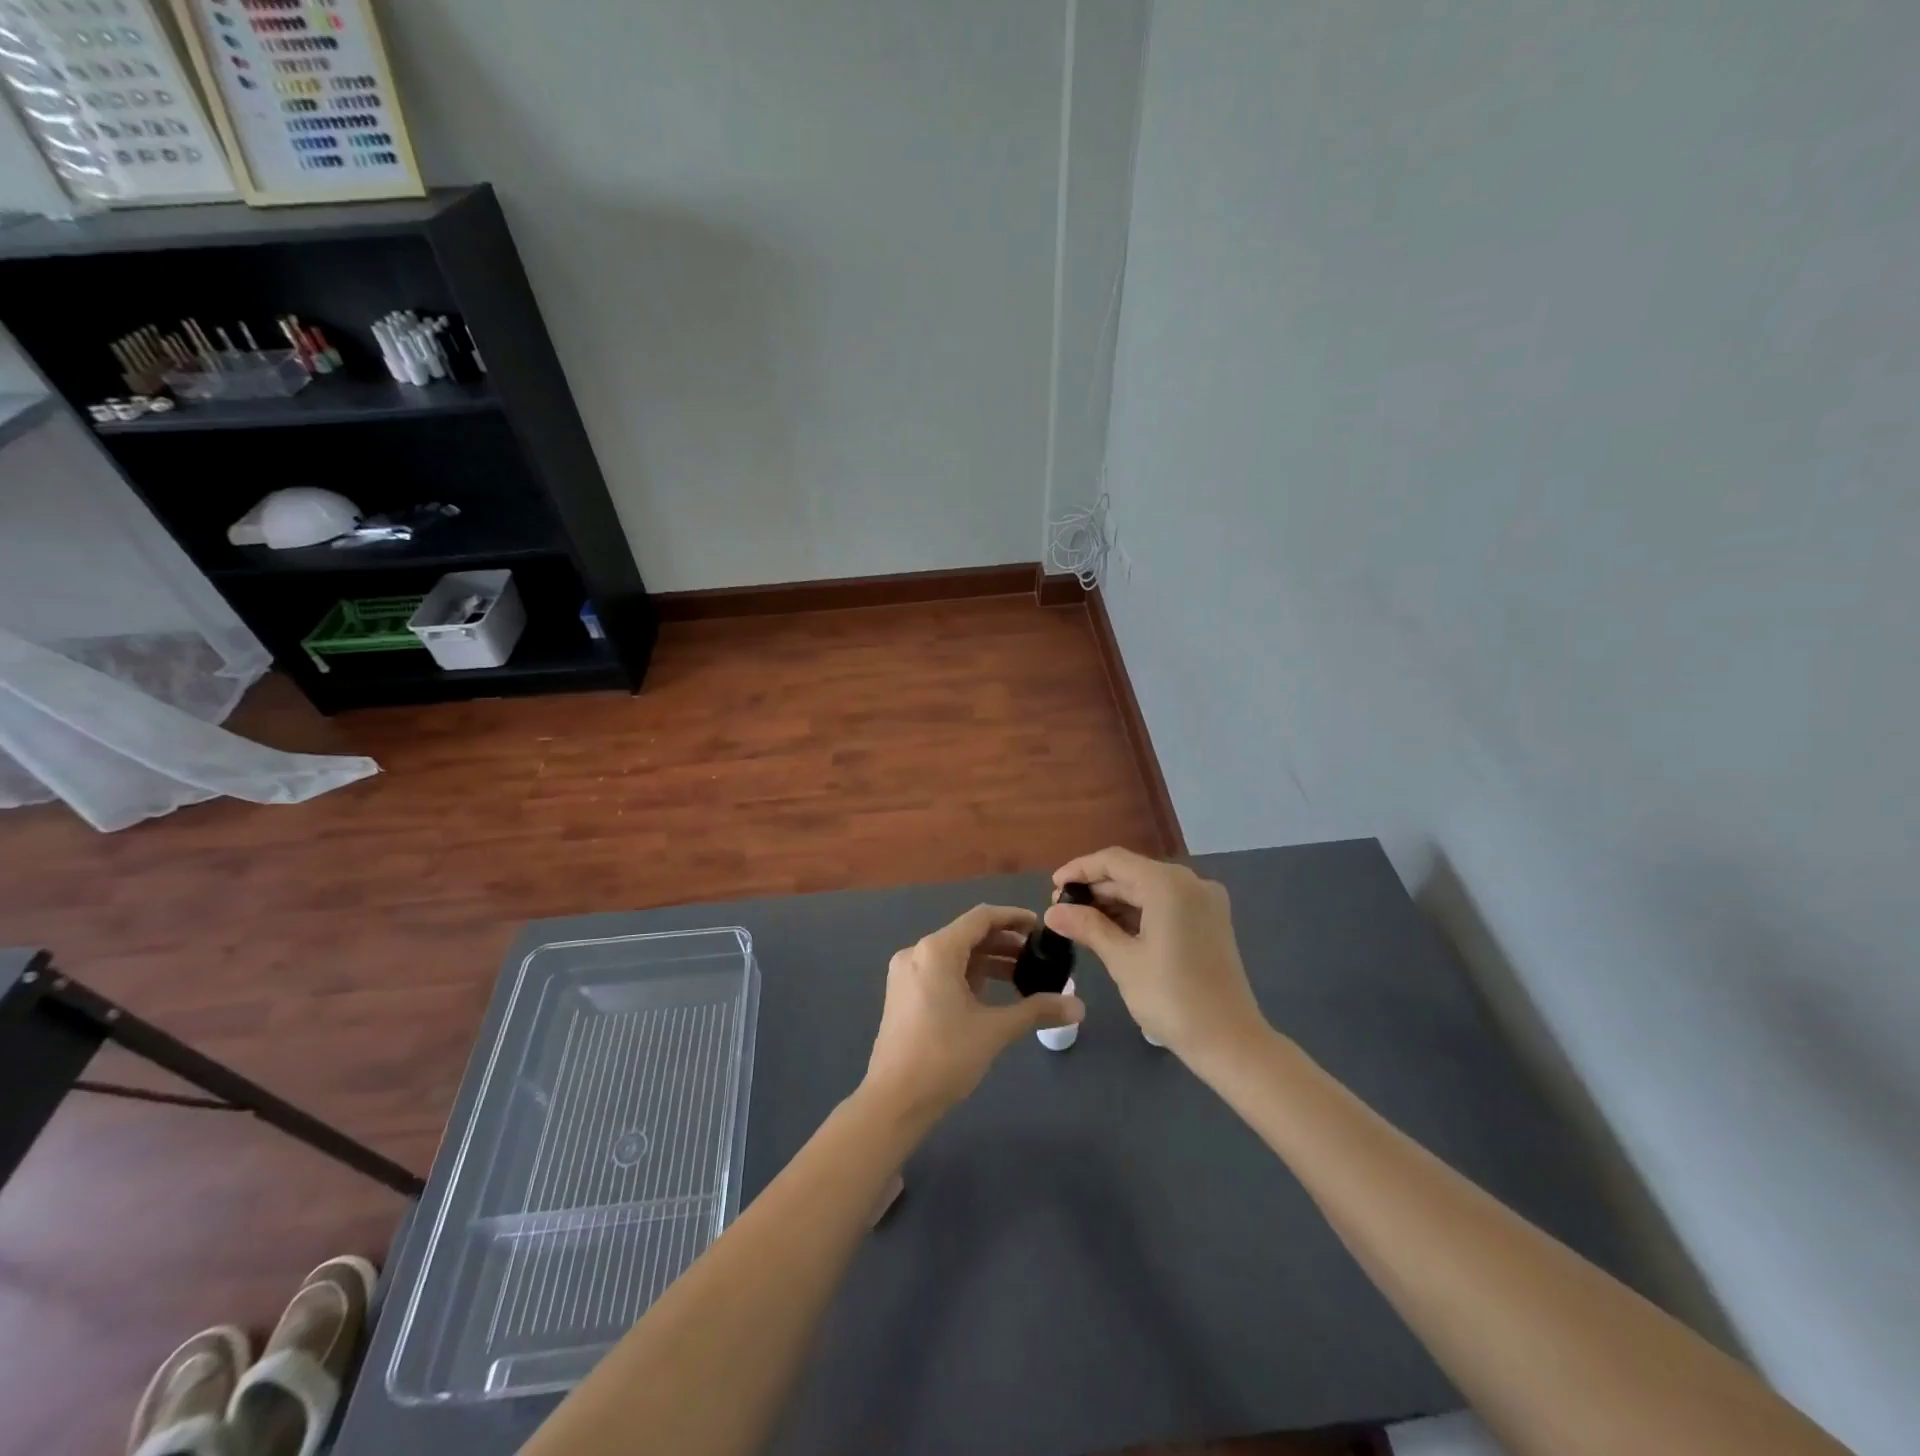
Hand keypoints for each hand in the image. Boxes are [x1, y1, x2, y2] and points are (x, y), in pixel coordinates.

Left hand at [864, 904, 1085, 1123]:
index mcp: (937, 950)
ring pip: (954, 955)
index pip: (981, 918)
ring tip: (1022, 976)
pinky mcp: (903, 994)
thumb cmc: (945, 1057)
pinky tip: (991, 994)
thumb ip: (1036, 1011)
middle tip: (1037, 957)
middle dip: (1004, 943)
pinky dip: (968, 975)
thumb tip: (1079, 1007)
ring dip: (987, 961)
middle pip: (967, 935)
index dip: (1013, 918)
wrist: (894, 1101)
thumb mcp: (995, 1030)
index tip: (1041, 927)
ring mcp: (906, 973)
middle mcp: (917, 952)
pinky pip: (941, 971)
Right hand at [1044, 848, 1267, 1067]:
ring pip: (1148, 890)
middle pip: (1132, 874)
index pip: (1114, 861)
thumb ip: (1087, 927)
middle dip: (1096, 890)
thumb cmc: (1171, 998)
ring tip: (1080, 923)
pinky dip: (1138, 914)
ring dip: (1115, 903)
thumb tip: (1053, 912)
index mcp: (1169, 884)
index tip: (1053, 887)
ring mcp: (1204, 902)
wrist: (1230, 1042)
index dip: (1080, 870)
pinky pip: (1166, 905)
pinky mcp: (1210, 922)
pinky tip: (1112, 931)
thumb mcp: (1122, 960)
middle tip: (1062, 911)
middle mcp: (1190, 883)